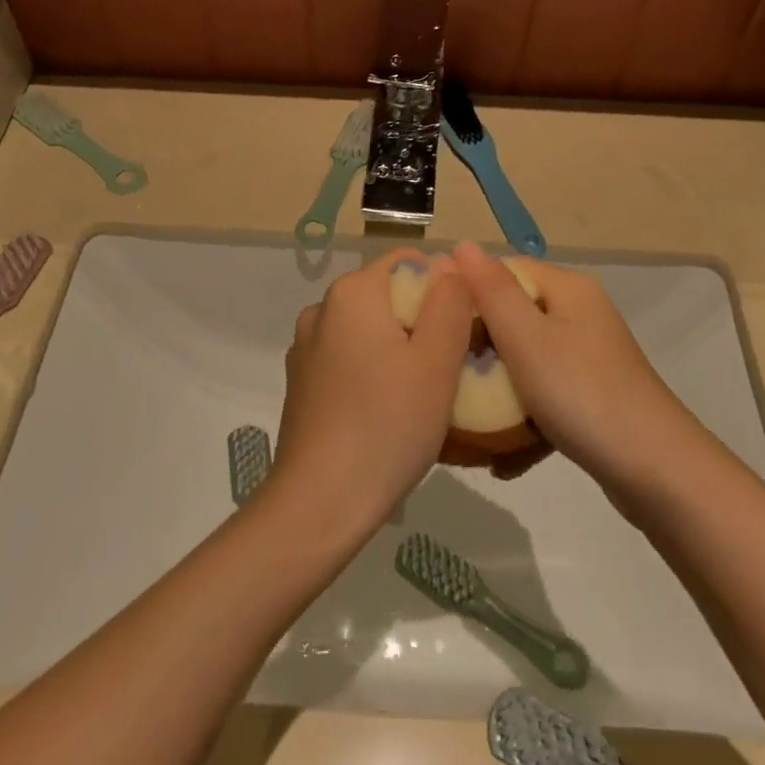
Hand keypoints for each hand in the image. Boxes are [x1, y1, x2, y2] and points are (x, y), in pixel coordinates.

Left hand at [267, 249, 474, 542]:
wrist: (320, 501)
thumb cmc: (389, 424)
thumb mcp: (436, 360)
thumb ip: (449, 302)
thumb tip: (449, 263)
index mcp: (352, 292)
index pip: (409, 263)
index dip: (444, 290)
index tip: (462, 335)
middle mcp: (322, 308)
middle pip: (387, 296)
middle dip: (422, 322)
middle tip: (449, 370)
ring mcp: (306, 347)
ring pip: (368, 330)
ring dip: (398, 350)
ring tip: (422, 396)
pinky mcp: (301, 382)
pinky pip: (348, 359)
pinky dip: (372, 372)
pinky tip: (387, 413)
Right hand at [452, 242, 695, 503]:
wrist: (656, 470)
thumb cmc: (582, 393)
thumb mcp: (526, 338)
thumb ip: (491, 291)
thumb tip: (460, 244)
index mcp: (567, 289)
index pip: (504, 271)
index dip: (466, 293)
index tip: (435, 327)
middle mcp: (580, 314)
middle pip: (513, 316)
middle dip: (478, 348)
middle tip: (447, 377)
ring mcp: (588, 356)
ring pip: (525, 360)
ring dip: (497, 390)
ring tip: (468, 420)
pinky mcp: (592, 394)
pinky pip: (544, 394)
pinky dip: (523, 417)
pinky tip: (503, 454)